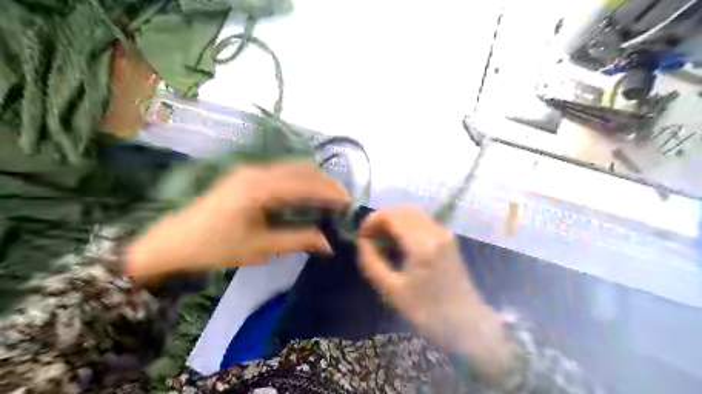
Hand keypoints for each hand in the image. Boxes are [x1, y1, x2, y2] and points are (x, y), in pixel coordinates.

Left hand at [126, 162, 350, 278]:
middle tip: (342, 200)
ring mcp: (249, 170)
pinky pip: (280, 171)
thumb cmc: (216, 247)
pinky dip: (298, 179)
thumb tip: (328, 243)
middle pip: (301, 170)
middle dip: (325, 183)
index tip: (349, 203)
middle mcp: (257, 171)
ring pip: (291, 168)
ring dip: (312, 179)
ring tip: (328, 196)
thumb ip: (297, 240)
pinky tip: (304, 192)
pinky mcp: (245, 174)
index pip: (305, 185)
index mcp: (260, 188)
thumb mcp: (260, 248)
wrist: (173, 242)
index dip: (330, 192)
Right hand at [359, 205, 513, 379]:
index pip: (392, 216)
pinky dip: (405, 225)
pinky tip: (398, 244)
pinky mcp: (447, 238)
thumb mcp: (392, 291)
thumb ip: (371, 263)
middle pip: (402, 209)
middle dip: (381, 219)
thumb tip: (362, 242)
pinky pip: (421, 221)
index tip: (361, 238)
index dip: (371, 221)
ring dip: (393, 221)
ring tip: (382, 241)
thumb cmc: (428, 312)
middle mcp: (435, 232)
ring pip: (413, 212)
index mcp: (422, 245)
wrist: (467, 324)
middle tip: (370, 239)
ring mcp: (444, 233)